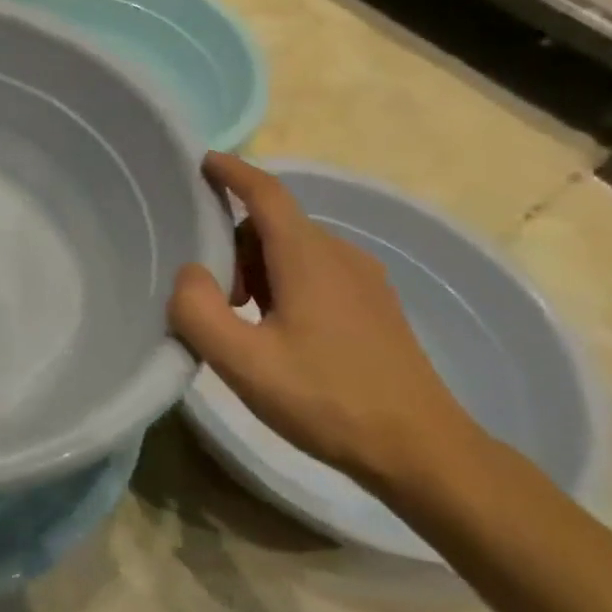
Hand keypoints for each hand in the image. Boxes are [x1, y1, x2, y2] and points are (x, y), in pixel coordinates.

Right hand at [168, 152, 477, 490]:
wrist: (423, 451)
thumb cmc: (328, 400)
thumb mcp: (245, 363)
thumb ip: (199, 312)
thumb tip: (188, 274)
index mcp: (308, 258)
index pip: (265, 193)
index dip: (232, 172)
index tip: (201, 160)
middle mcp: (339, 256)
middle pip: (274, 224)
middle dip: (233, 244)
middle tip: (212, 297)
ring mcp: (364, 281)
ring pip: (294, 250)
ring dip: (256, 268)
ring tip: (241, 320)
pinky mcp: (375, 307)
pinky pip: (315, 271)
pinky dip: (283, 283)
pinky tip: (277, 332)